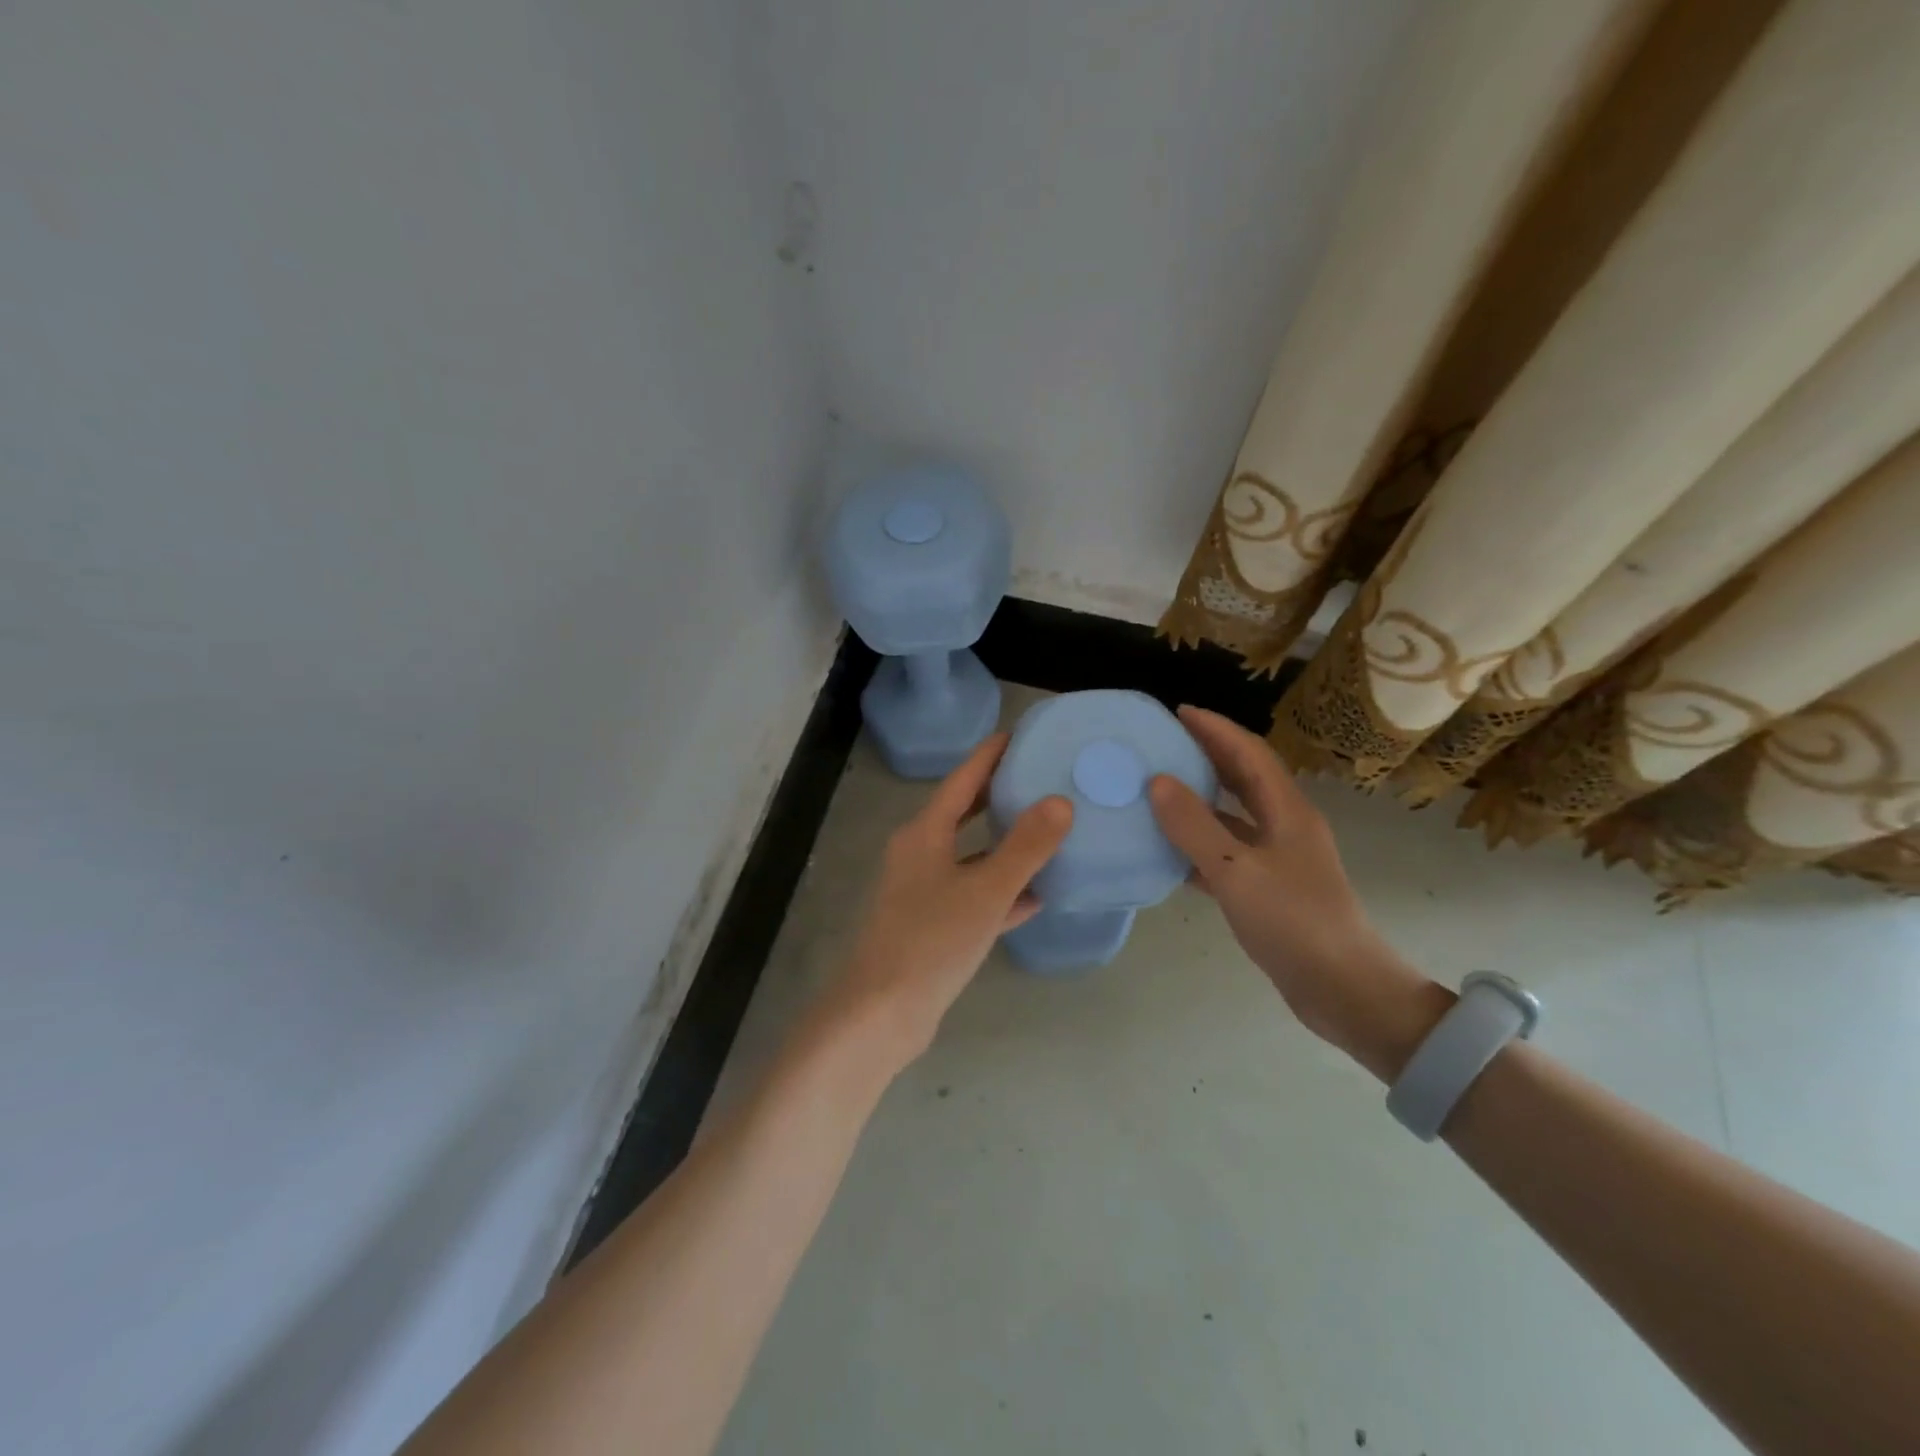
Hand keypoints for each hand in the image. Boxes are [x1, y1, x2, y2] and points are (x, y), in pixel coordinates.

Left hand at [825, 733, 1072, 1069]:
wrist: (884, 1013)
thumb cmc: (932, 939)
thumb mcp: (986, 890)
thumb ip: (1025, 846)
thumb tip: (1059, 802)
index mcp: (924, 834)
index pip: (961, 780)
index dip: (989, 756)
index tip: (1018, 735)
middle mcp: (919, 855)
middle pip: (964, 814)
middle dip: (999, 796)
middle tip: (1040, 778)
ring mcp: (924, 892)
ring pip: (971, 857)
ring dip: (1005, 847)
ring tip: (1049, 833)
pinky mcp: (932, 926)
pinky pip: (974, 896)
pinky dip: (1002, 891)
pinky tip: (1037, 896)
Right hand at [1147, 707, 1446, 1078]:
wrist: (1341, 989)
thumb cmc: (1293, 921)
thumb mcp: (1235, 870)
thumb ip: (1194, 825)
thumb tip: (1157, 781)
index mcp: (1287, 811)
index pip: (1249, 753)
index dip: (1216, 729)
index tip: (1179, 711)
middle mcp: (1285, 826)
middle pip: (1244, 778)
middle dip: (1208, 756)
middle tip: (1164, 744)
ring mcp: (1278, 859)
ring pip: (1234, 816)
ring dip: (1201, 799)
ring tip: (1158, 790)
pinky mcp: (1268, 889)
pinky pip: (1227, 853)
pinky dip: (1199, 844)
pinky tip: (1168, 851)